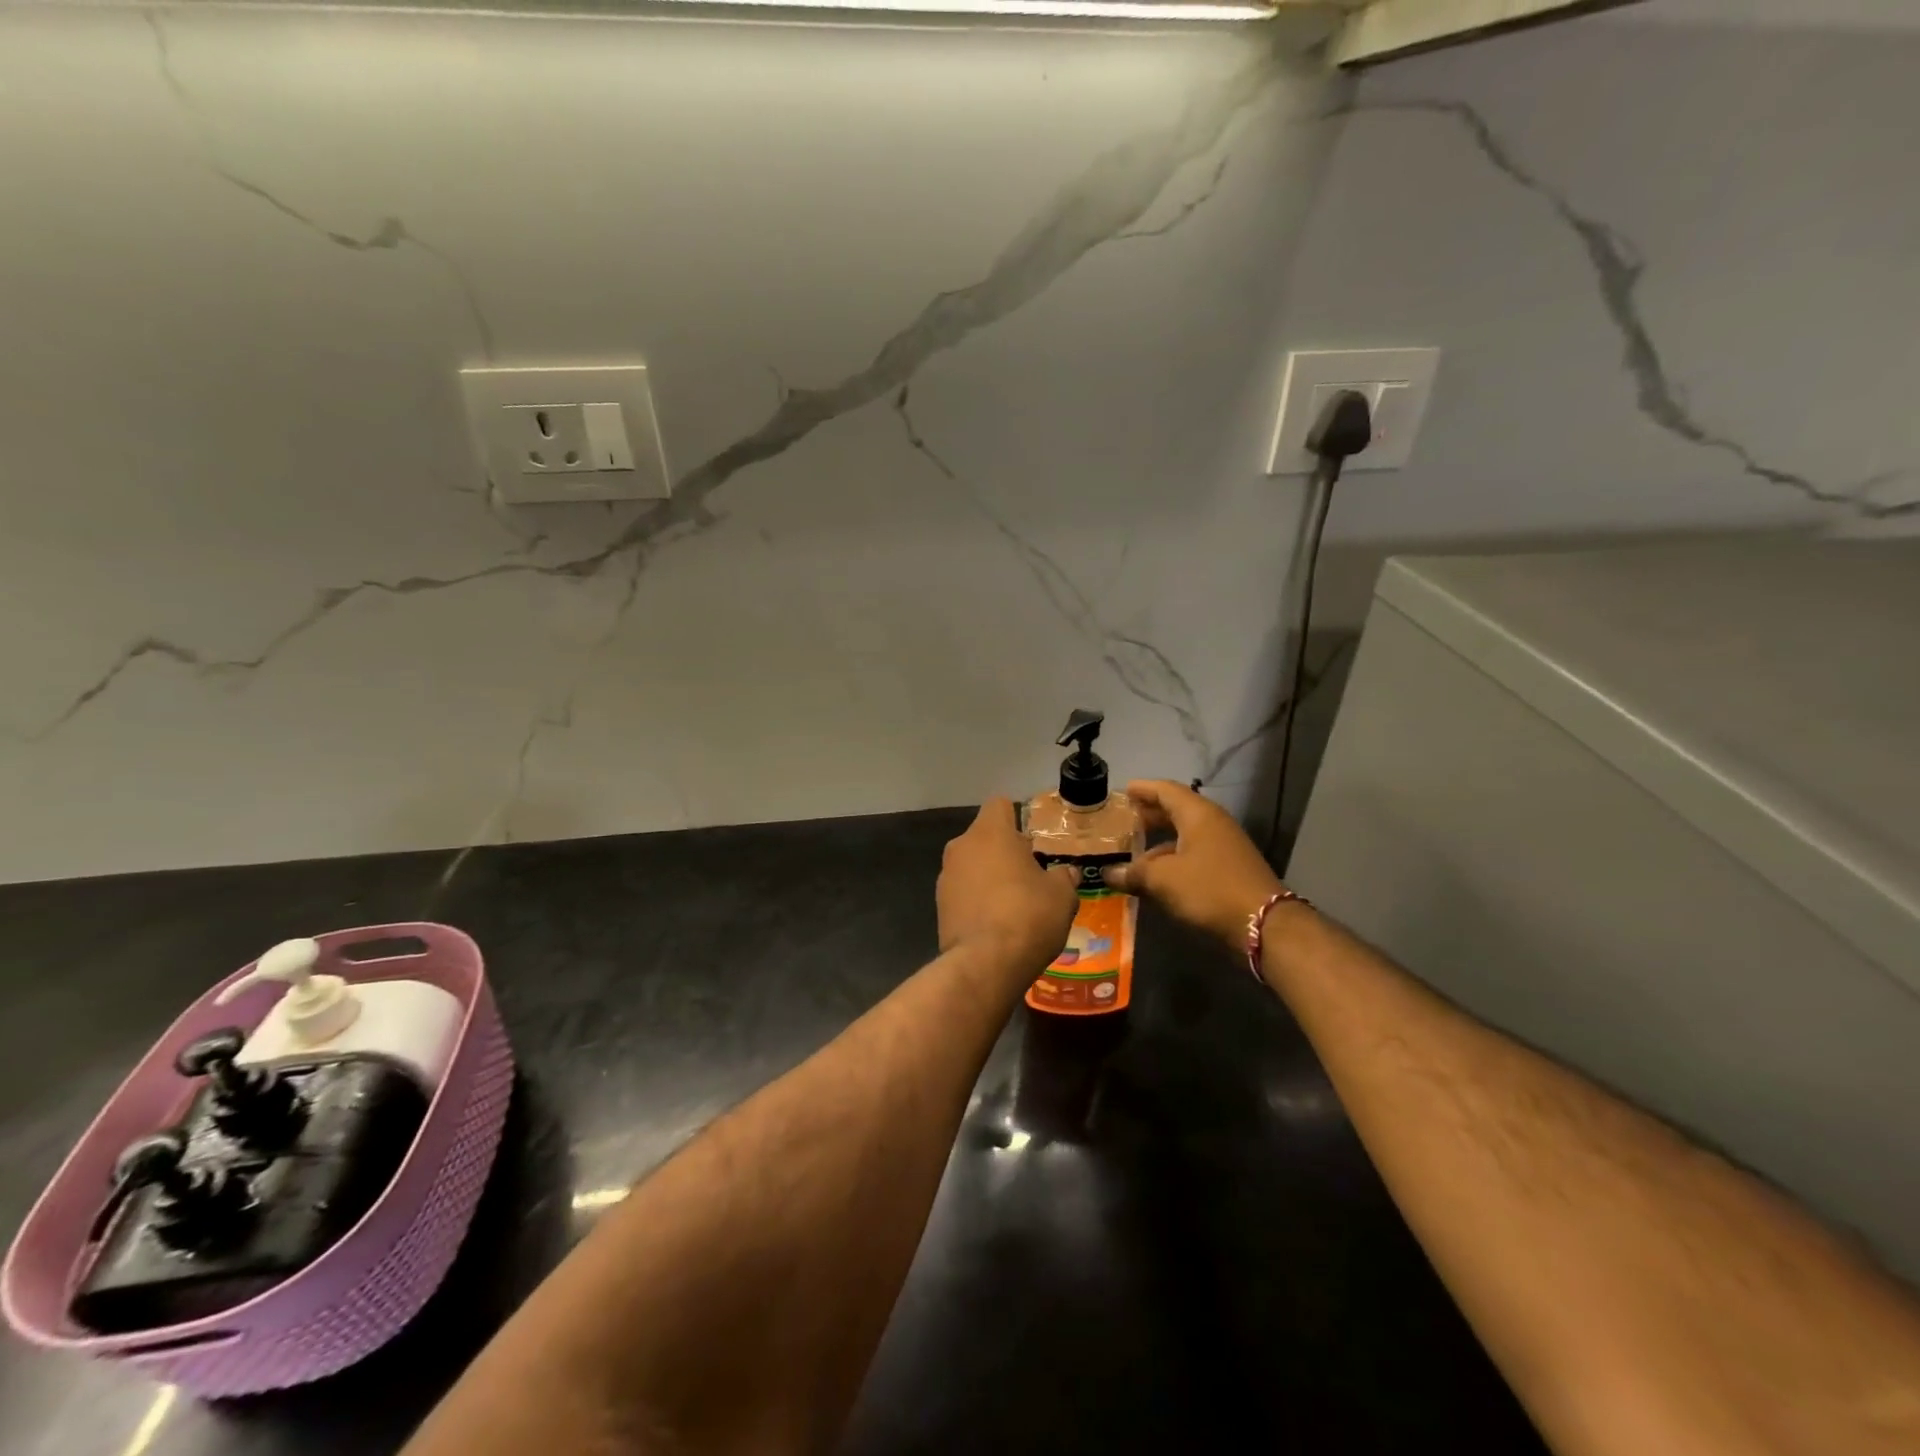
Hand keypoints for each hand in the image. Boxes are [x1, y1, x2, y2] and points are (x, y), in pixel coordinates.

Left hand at [937, 798, 1078, 972]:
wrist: (985, 964)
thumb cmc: (1028, 915)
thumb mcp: (1062, 895)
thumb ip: (1063, 877)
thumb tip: (1065, 873)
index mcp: (990, 832)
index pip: (1000, 804)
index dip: (1018, 816)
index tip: (1033, 840)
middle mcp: (961, 846)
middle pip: (985, 836)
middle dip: (1005, 851)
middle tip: (1031, 874)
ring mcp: (945, 876)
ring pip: (972, 865)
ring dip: (990, 876)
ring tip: (1015, 903)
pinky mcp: (939, 906)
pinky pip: (963, 892)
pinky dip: (977, 900)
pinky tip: (997, 923)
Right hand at [1101, 780, 1285, 948]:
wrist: (1264, 925)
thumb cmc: (1209, 890)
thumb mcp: (1163, 880)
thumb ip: (1133, 873)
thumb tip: (1109, 873)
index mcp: (1198, 814)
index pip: (1165, 790)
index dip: (1142, 789)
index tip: (1122, 791)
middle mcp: (1213, 824)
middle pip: (1176, 810)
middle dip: (1149, 814)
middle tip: (1123, 820)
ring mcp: (1224, 846)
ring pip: (1185, 835)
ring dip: (1159, 841)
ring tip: (1133, 852)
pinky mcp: (1229, 869)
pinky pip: (1193, 854)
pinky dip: (1172, 859)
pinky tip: (1156, 876)